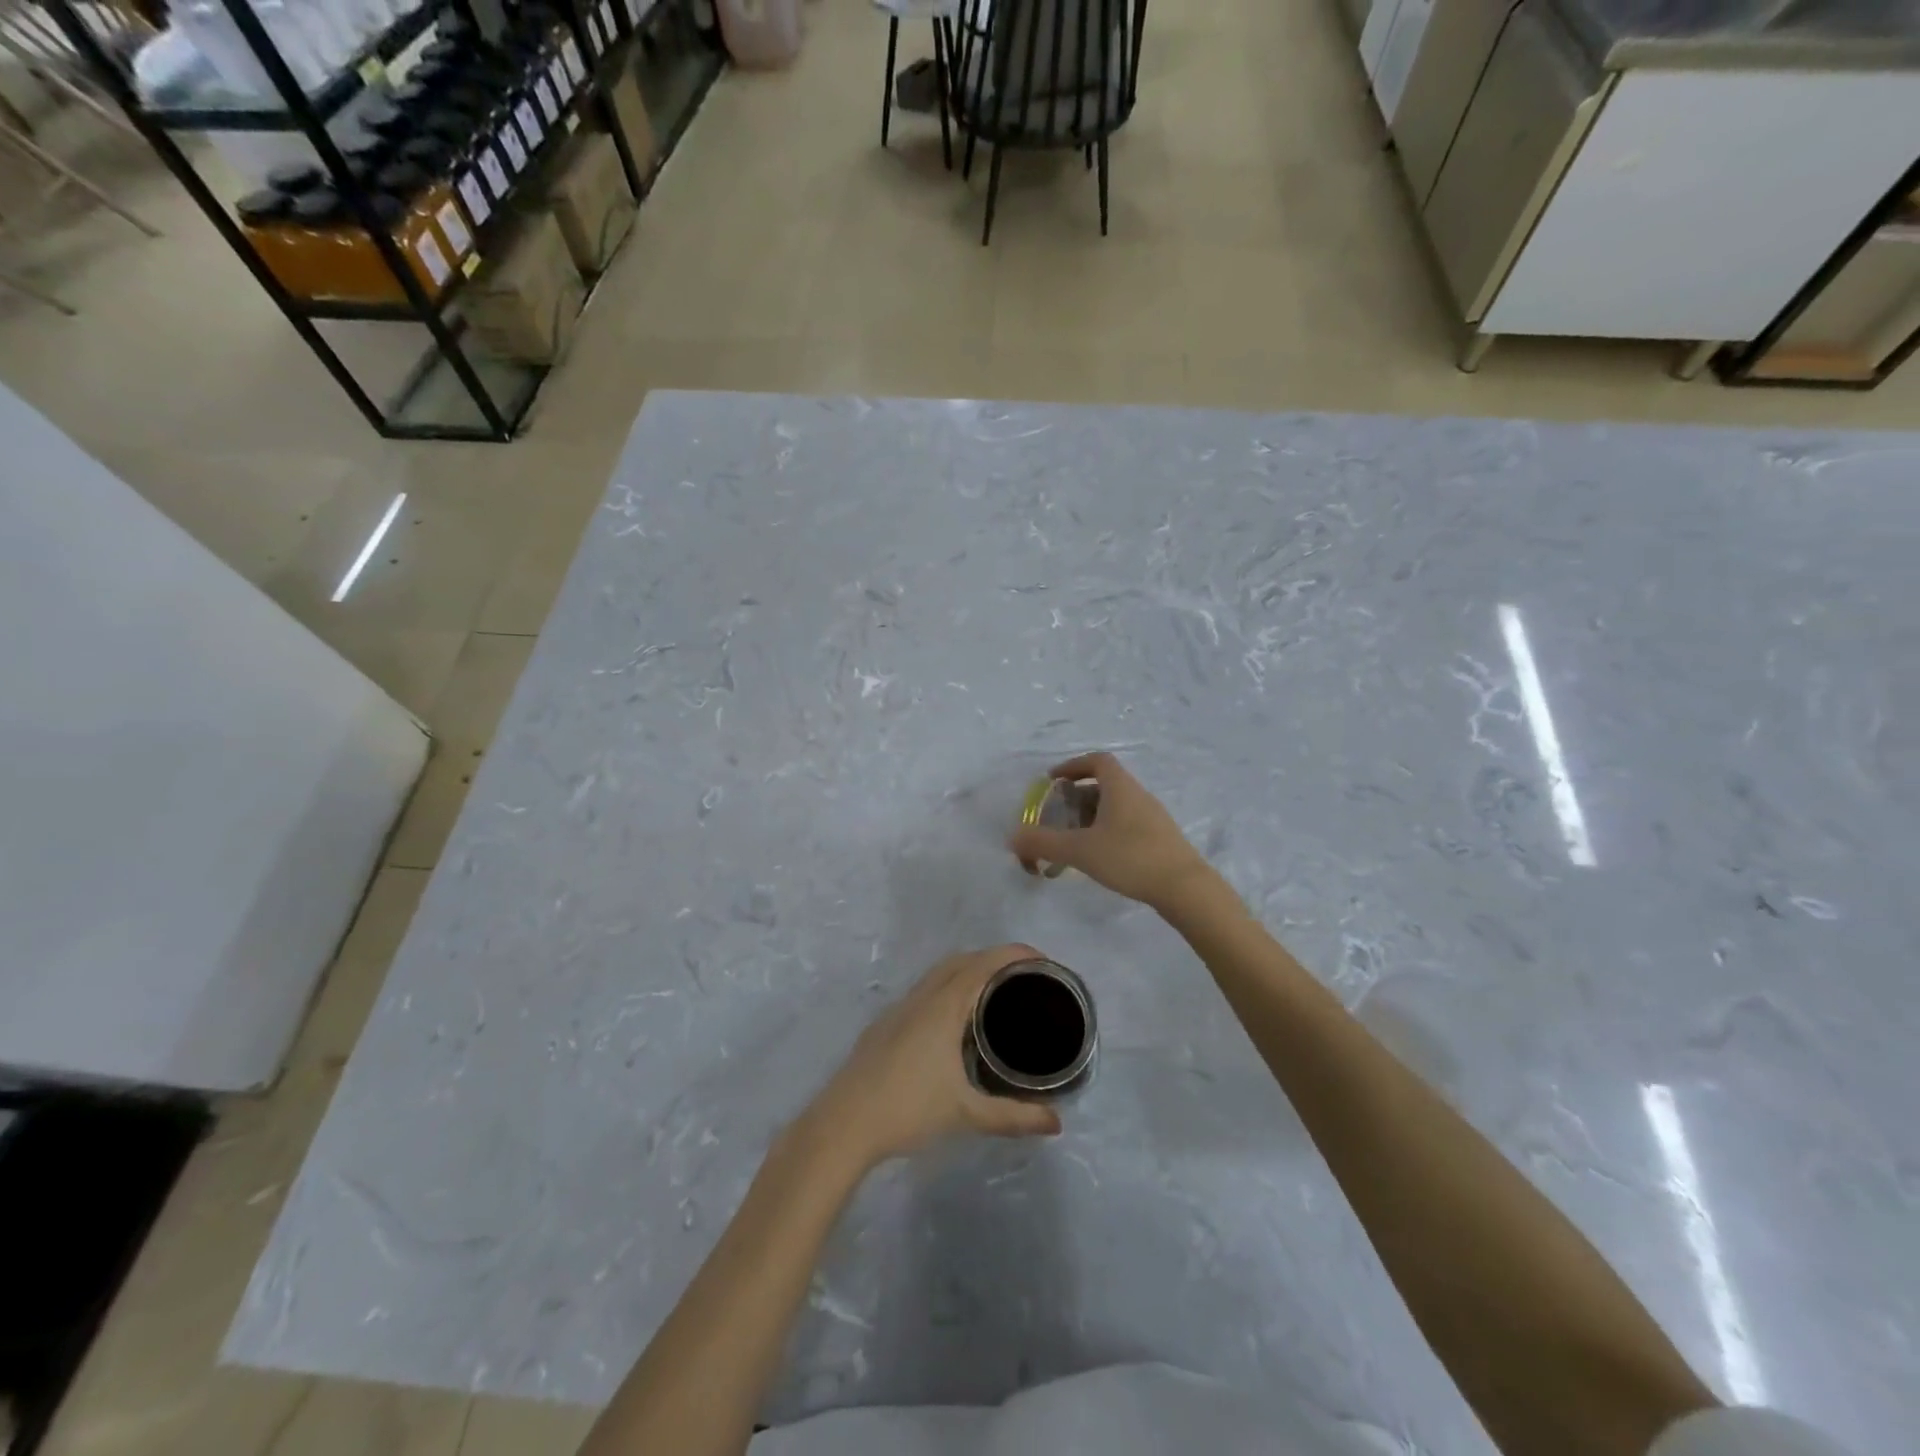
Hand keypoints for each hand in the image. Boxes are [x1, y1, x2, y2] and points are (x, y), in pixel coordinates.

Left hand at [801, 946, 1061, 1168]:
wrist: (843, 1124)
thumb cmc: (907, 1110)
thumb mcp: (966, 1114)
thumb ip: (1013, 1117)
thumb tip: (1056, 1123)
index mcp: (944, 1007)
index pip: (984, 965)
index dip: (1014, 955)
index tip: (1043, 961)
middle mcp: (922, 997)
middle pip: (962, 960)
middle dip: (995, 959)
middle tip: (1025, 979)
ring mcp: (900, 1008)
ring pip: (940, 973)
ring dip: (969, 970)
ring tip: (996, 995)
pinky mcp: (886, 1023)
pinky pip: (925, 989)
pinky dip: (948, 987)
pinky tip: (955, 1021)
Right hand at [1008, 752, 1213, 911]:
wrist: (1185, 888)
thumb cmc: (1130, 858)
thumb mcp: (1080, 850)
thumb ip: (1043, 843)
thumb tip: (1012, 838)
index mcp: (1120, 788)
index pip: (1097, 761)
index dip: (1073, 765)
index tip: (1053, 781)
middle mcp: (1138, 795)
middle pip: (1104, 785)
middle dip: (1077, 798)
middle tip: (1057, 818)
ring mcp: (1152, 817)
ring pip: (1115, 808)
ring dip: (1091, 819)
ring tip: (1073, 843)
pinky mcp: (1160, 839)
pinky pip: (1126, 825)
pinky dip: (1107, 833)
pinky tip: (1098, 859)